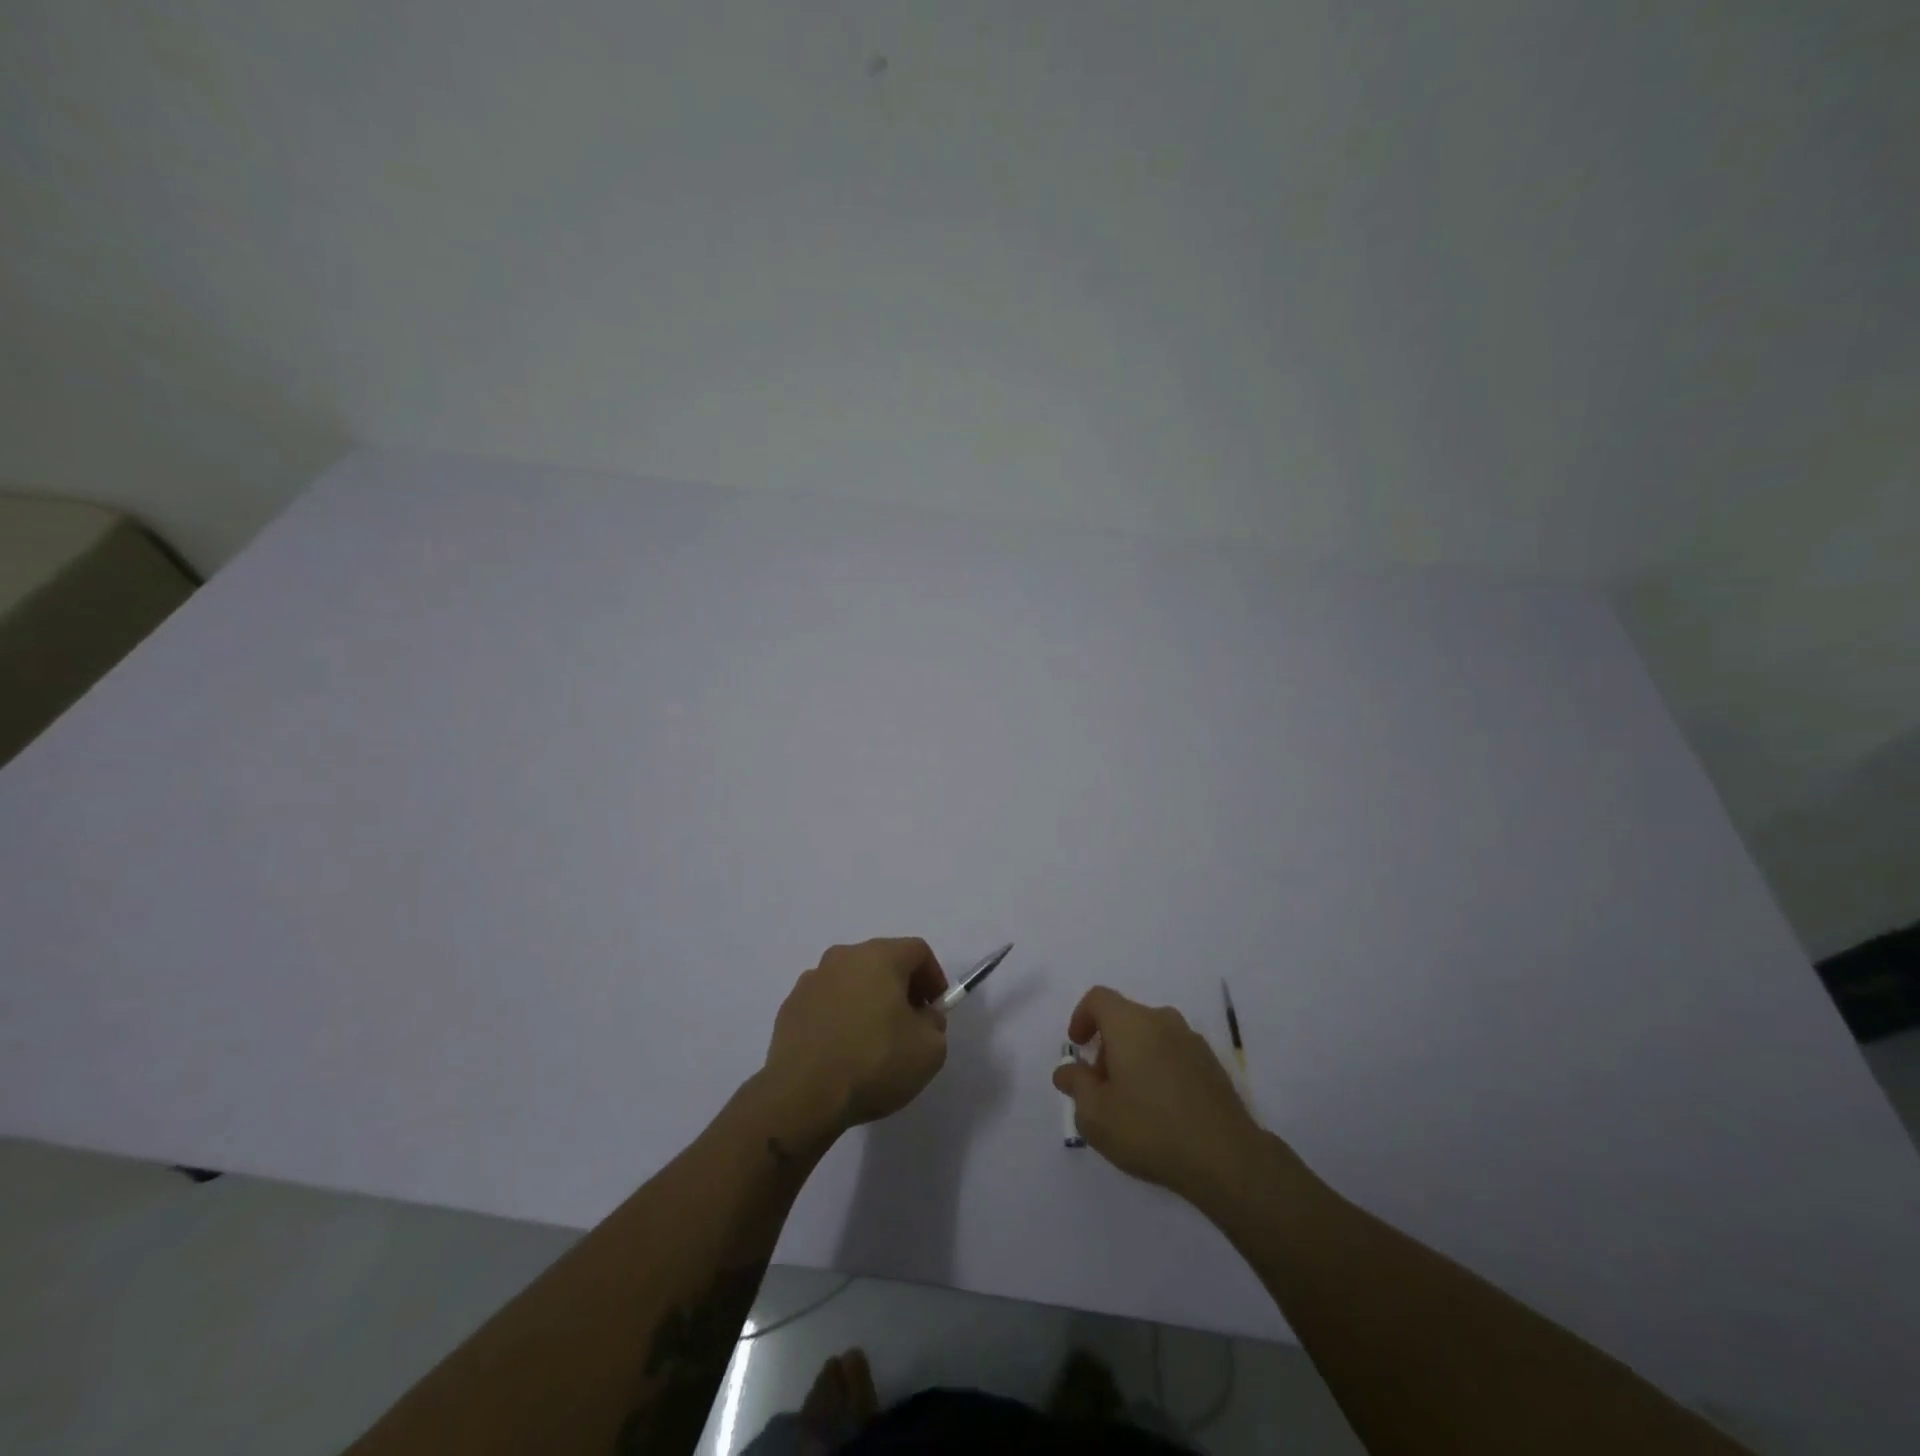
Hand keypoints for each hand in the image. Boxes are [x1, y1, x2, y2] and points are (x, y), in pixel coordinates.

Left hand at [762, 938, 949, 1139]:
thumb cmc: (874, 1063)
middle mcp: (843, 958)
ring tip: (873, 1041)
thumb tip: (922, 1016)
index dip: (933, 977)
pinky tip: (842, 1050)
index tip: (935, 1009)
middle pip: (882, 961)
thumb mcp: (929, 1050)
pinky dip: (840, 1017)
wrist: (802, 1095)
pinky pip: (826, 1003)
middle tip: (909, 1024)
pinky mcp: (790, 1007)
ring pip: (851, 981)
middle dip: (901, 988)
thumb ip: (934, 1024)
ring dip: (867, 1001)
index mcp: (879, 957)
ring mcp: (811, 981)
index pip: (917, 950)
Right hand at [1052, 985, 1263, 1201]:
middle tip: (1101, 1085)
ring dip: (1134, 1057)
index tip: (1077, 1047)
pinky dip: (1159, 1068)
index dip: (1081, 1017)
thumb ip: (1076, 1085)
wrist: (1225, 1158)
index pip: (1098, 998)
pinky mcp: (1213, 1065)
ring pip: (1151, 1036)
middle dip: (1107, 1045)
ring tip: (1131, 1101)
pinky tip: (1161, 1109)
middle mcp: (1162, 1021)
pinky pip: (1174, 1054)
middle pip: (1125, 1018)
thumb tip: (1068, 1070)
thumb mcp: (1095, 1115)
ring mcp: (1192, 1041)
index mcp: (1131, 1023)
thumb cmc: (1149, 1129)